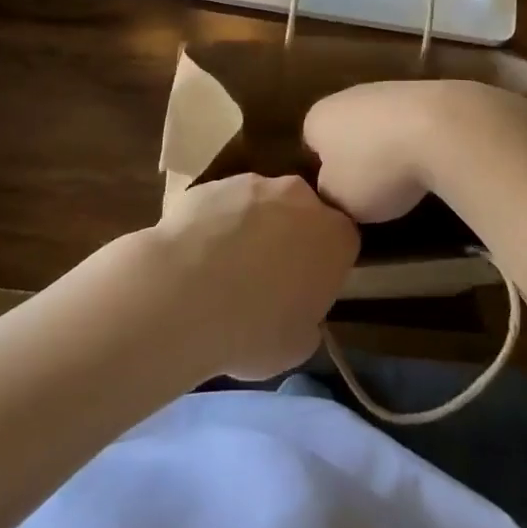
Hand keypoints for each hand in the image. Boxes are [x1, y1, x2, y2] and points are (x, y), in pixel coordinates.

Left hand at [149, 173, 359, 380]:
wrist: (182, 295)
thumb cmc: (252, 330)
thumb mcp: (298, 345)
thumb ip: (307, 318)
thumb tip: (294, 308)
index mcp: (334, 236)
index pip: (343, 242)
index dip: (326, 265)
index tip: (308, 288)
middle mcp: (299, 197)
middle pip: (303, 213)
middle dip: (291, 236)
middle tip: (267, 276)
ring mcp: (253, 183)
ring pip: (261, 203)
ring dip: (252, 226)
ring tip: (224, 267)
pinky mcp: (212, 182)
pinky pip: (223, 204)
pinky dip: (216, 222)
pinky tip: (196, 255)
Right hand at [304, 79, 526, 222]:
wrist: (441, 128)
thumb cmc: (376, 167)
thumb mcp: (339, 199)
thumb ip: (328, 194)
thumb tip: (333, 187)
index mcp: (318, 117)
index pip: (311, 144)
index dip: (325, 170)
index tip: (342, 194)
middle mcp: (347, 95)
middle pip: (347, 130)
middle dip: (358, 155)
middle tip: (374, 189)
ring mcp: (387, 88)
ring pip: (380, 124)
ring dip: (390, 147)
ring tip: (408, 178)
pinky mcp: (424, 90)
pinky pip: (412, 122)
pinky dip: (418, 139)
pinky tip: (432, 160)